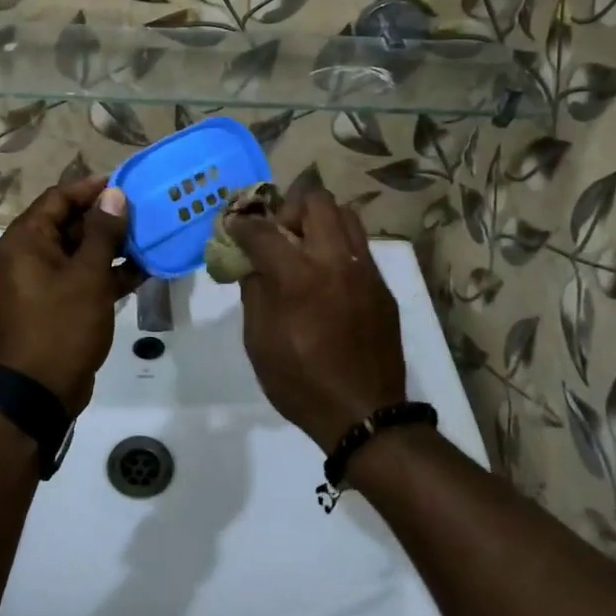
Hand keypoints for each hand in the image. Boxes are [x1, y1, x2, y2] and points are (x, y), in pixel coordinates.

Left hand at [0, 177, 142, 414]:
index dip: (92, 188)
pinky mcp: (57, 305)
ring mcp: (43, 282)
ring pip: (80, 252)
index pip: (59, 198)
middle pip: (70, 223)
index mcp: (26, 241)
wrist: (38, 393)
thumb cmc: (60, 326)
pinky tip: (144, 271)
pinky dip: (108, 273)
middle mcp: (30, 255)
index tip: (127, 185)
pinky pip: (83, 278)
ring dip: (112, 246)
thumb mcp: (87, 276)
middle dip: (107, 218)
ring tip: (151, 239)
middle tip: (146, 212)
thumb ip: (102, 232)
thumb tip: (114, 194)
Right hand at [227, 188, 407, 448]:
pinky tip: (326, 274)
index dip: (242, 224)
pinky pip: (359, 244)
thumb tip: (252, 263)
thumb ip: (254, 291)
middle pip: (315, 201)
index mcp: (298, 276)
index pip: (263, 230)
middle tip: (277, 234)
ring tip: (304, 247)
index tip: (233, 225)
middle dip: (288, 209)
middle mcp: (335, 260)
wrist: (365, 414)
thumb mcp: (259, 341)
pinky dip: (337, 244)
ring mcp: (365, 270)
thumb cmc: (300, 382)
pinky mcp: (382, 285)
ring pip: (345, 214)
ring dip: (318, 220)